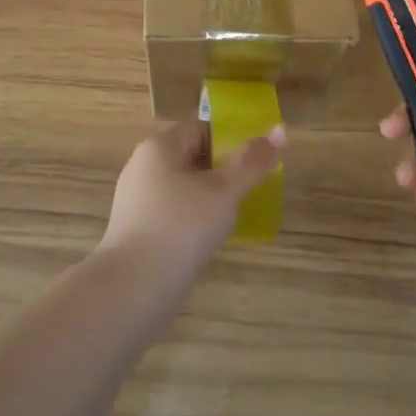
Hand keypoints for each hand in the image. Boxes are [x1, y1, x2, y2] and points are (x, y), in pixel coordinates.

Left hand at [100, 120, 283, 284]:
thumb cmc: (182, 226)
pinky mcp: (135, 230)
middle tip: (247, 190)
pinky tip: (207, 239)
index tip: (253, 162)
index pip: (200, 128)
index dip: (229, 140)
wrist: (135, 287)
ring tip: (232, 216)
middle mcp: (142, 166)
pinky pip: (170, 213)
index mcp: (159, 146)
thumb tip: (280, 129)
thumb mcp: (224, 191)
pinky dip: (191, 220)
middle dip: (220, 171)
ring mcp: (136, 200)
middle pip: (190, 157)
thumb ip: (252, 162)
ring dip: (207, 198)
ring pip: (181, 187)